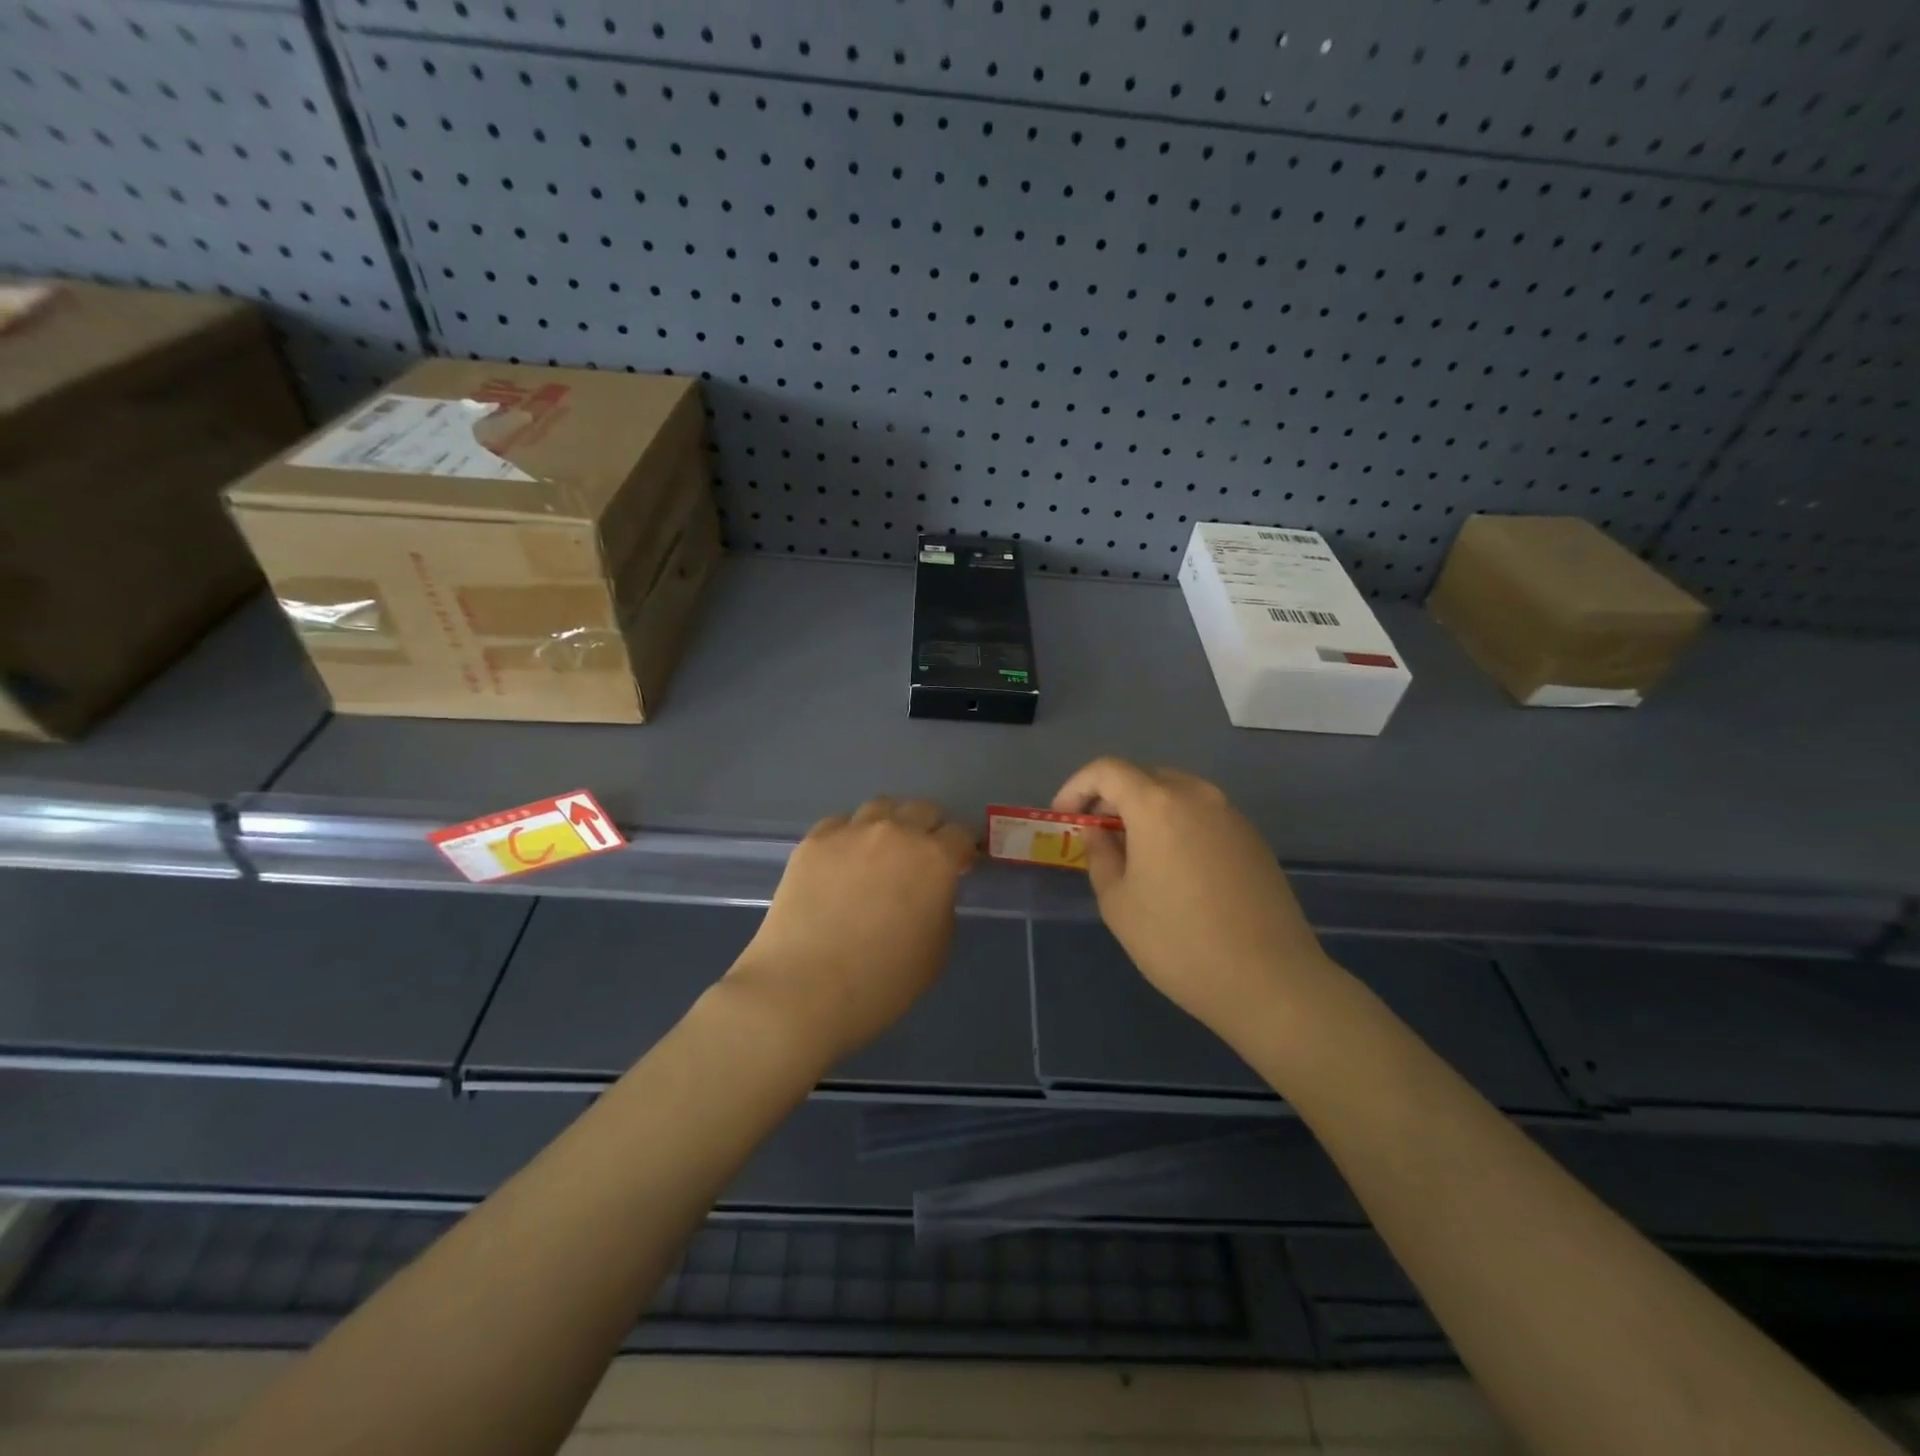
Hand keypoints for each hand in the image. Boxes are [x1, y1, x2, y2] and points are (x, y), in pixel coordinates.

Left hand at [726, 797, 975, 1064]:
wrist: (803, 990)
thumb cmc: (882, 983)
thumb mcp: (936, 952)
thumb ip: (940, 907)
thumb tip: (930, 890)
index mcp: (934, 859)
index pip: (960, 834)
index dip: (963, 849)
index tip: (960, 865)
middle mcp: (895, 832)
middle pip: (922, 810)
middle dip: (930, 828)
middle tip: (925, 856)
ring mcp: (850, 833)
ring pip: (880, 807)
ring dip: (891, 822)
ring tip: (883, 850)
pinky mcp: (813, 841)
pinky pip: (840, 825)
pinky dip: (850, 836)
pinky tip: (843, 861)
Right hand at [1053, 757, 1333, 1038]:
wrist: (1270, 981)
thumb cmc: (1178, 943)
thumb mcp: (1118, 903)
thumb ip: (1100, 856)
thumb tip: (1098, 833)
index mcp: (1157, 804)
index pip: (1107, 770)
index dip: (1077, 787)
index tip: (1064, 817)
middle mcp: (1197, 796)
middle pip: (1144, 776)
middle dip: (1112, 796)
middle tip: (1095, 832)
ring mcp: (1231, 815)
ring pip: (1177, 793)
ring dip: (1146, 810)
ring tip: (1132, 851)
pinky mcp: (1253, 839)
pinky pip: (1203, 815)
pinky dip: (1177, 824)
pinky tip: (1173, 867)